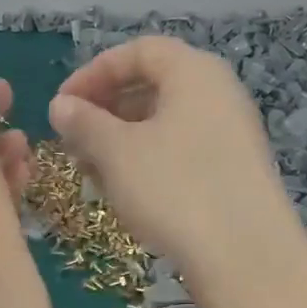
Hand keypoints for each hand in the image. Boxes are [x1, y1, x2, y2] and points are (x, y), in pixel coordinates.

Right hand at [48, 37, 304, 294]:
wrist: (245, 256)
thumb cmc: (175, 189)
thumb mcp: (117, 152)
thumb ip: (84, 123)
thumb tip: (60, 106)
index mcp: (194, 72)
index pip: (138, 51)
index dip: (93, 72)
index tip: (61, 105)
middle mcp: (219, 94)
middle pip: (153, 87)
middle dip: (106, 111)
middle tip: (73, 143)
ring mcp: (231, 135)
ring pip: (165, 125)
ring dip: (122, 142)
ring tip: (92, 174)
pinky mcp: (233, 172)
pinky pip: (182, 153)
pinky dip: (148, 164)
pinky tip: (126, 194)